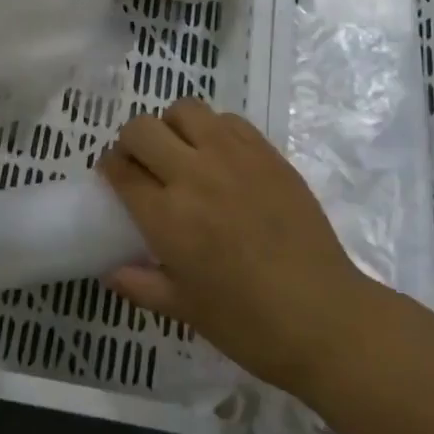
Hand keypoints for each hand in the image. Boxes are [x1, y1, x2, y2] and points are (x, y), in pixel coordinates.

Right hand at [99, 98, 370, 393]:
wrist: (324, 317)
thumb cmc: (249, 324)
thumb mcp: (184, 310)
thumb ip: (141, 285)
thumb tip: (109, 271)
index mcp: (168, 216)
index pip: (121, 169)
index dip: (110, 167)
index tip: (114, 175)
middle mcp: (194, 175)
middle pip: (143, 129)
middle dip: (132, 142)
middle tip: (143, 164)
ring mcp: (234, 157)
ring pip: (185, 110)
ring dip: (172, 126)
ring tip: (182, 153)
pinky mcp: (267, 153)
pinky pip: (228, 120)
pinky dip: (213, 130)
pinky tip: (221, 158)